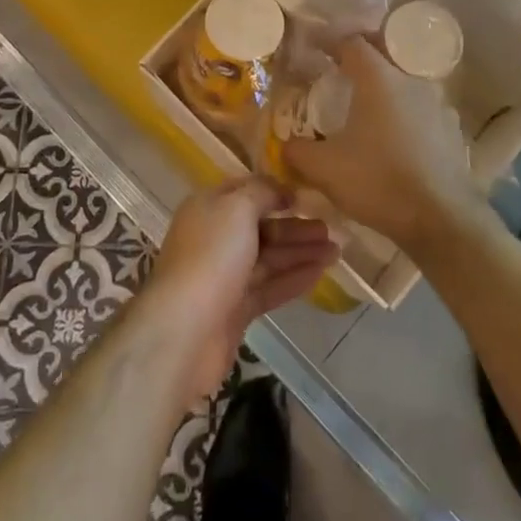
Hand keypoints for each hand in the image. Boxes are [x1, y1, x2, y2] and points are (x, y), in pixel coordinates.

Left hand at [138, 177, 338, 403]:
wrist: (184, 330)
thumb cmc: (211, 256)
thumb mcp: (237, 207)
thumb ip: (262, 192)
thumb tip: (282, 190)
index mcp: (208, 208)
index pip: (245, 192)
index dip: (275, 191)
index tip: (306, 196)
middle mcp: (215, 238)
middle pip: (261, 227)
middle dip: (295, 227)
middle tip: (332, 229)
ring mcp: (225, 276)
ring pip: (269, 258)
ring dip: (301, 252)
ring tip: (336, 251)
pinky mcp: (235, 310)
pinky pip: (270, 287)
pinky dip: (293, 278)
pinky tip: (320, 273)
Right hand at [283, 37, 478, 255]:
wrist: (443, 221)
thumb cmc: (379, 182)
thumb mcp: (324, 169)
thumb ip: (297, 151)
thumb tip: (284, 144)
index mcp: (378, 79)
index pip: (352, 42)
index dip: (331, 42)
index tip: (315, 50)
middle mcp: (411, 81)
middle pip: (383, 55)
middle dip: (360, 59)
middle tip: (339, 71)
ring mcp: (437, 104)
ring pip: (405, 83)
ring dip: (385, 88)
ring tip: (366, 108)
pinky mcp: (452, 130)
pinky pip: (422, 110)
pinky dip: (405, 114)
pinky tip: (395, 138)